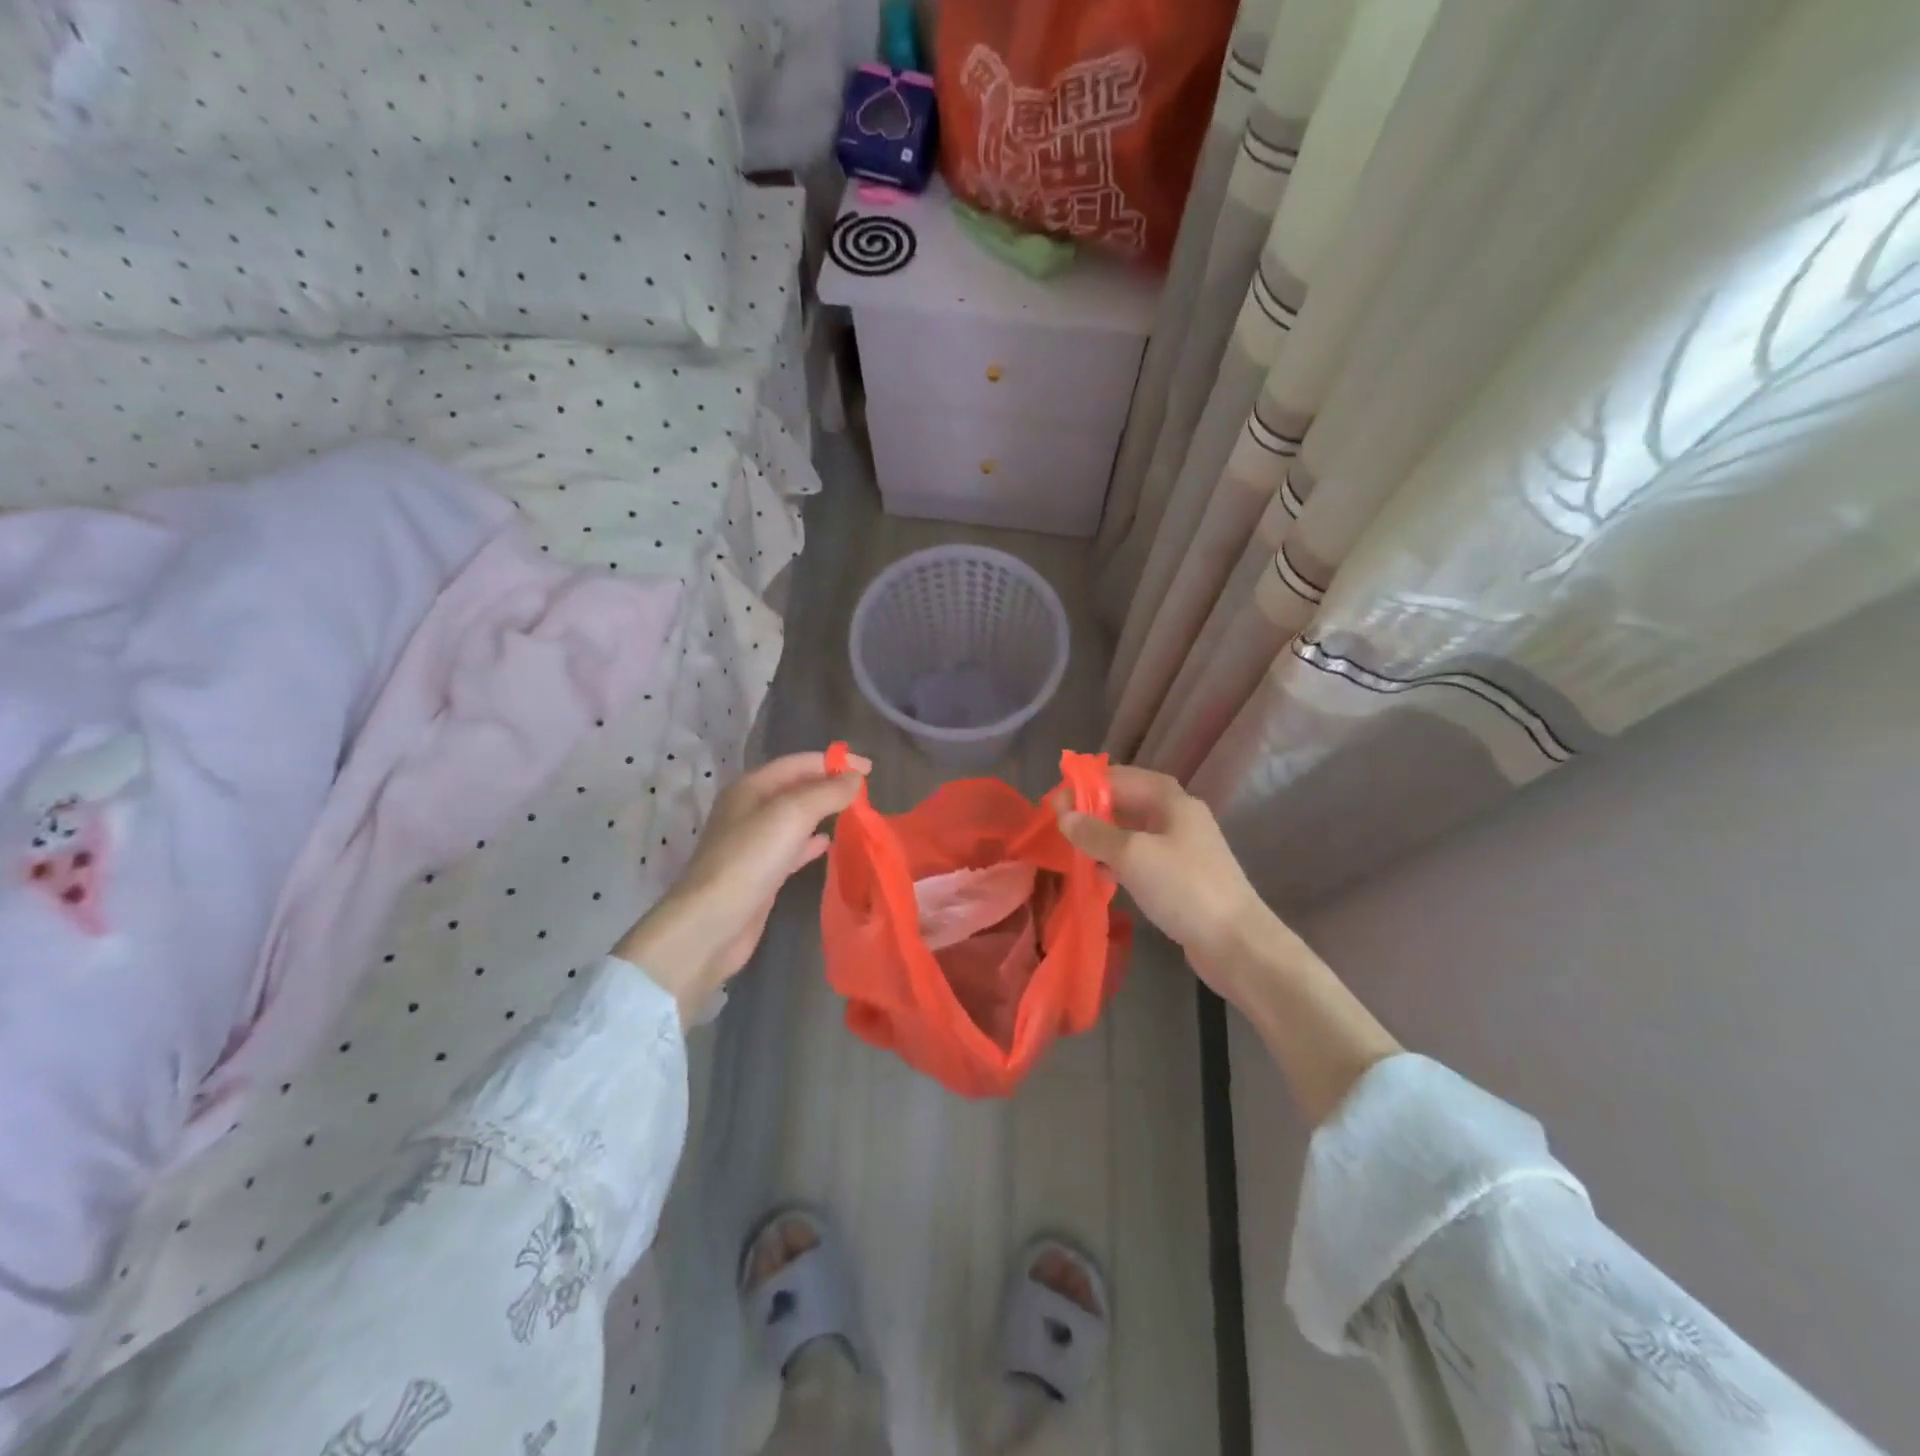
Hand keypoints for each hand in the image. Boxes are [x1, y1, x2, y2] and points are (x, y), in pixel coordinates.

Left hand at [614, 750, 870, 1023]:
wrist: (712, 924)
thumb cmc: (750, 859)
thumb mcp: (792, 815)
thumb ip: (826, 792)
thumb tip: (855, 777)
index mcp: (751, 787)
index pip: (798, 763)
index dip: (834, 761)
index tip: (869, 768)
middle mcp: (749, 809)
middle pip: (796, 787)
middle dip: (830, 785)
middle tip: (866, 792)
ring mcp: (753, 843)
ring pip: (796, 817)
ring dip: (824, 812)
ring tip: (855, 814)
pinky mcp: (761, 872)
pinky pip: (792, 847)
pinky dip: (812, 842)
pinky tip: (829, 844)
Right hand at [1055, 766, 1310, 1007]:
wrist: (1236, 942)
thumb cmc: (1183, 887)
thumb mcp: (1132, 855)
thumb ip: (1094, 832)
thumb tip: (1064, 816)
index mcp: (1172, 800)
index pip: (1122, 777)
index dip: (1087, 785)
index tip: (1056, 802)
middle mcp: (1179, 817)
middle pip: (1128, 802)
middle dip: (1093, 810)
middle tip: (1060, 825)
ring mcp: (1183, 848)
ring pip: (1134, 831)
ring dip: (1104, 836)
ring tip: (1074, 848)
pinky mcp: (1182, 876)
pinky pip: (1142, 857)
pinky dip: (1119, 859)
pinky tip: (1100, 873)